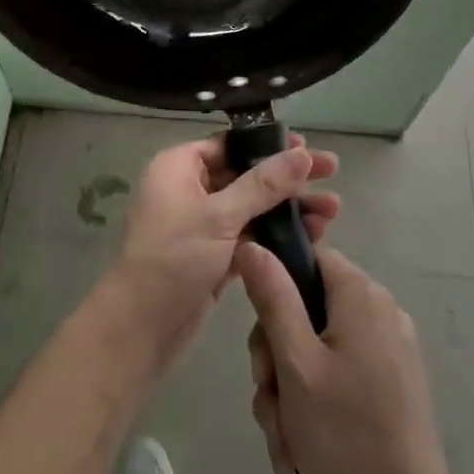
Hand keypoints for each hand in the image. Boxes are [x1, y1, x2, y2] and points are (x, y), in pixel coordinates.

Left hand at [100, 133, 339, 373]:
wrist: (139, 329)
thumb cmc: (174, 259)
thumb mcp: (220, 216)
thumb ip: (264, 185)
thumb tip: (302, 153)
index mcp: (179, 166)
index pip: (230, 143)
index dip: (269, 144)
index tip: (308, 148)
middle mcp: (188, 189)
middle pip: (245, 174)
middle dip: (287, 179)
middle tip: (333, 173)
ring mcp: (200, 225)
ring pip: (251, 207)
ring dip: (288, 208)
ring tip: (333, 212)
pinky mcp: (212, 256)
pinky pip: (249, 236)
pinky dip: (275, 236)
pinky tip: (311, 238)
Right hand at [238, 244, 457, 473]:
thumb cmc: (346, 435)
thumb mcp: (296, 363)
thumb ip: (273, 298)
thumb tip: (252, 244)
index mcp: (361, 295)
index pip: (307, 259)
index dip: (275, 288)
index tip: (260, 337)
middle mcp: (380, 311)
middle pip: (307, 309)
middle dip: (276, 357)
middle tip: (268, 399)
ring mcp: (390, 349)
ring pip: (317, 348)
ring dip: (289, 390)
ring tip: (283, 439)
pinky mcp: (393, 384)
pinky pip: (340, 374)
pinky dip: (315, 402)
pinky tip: (299, 447)